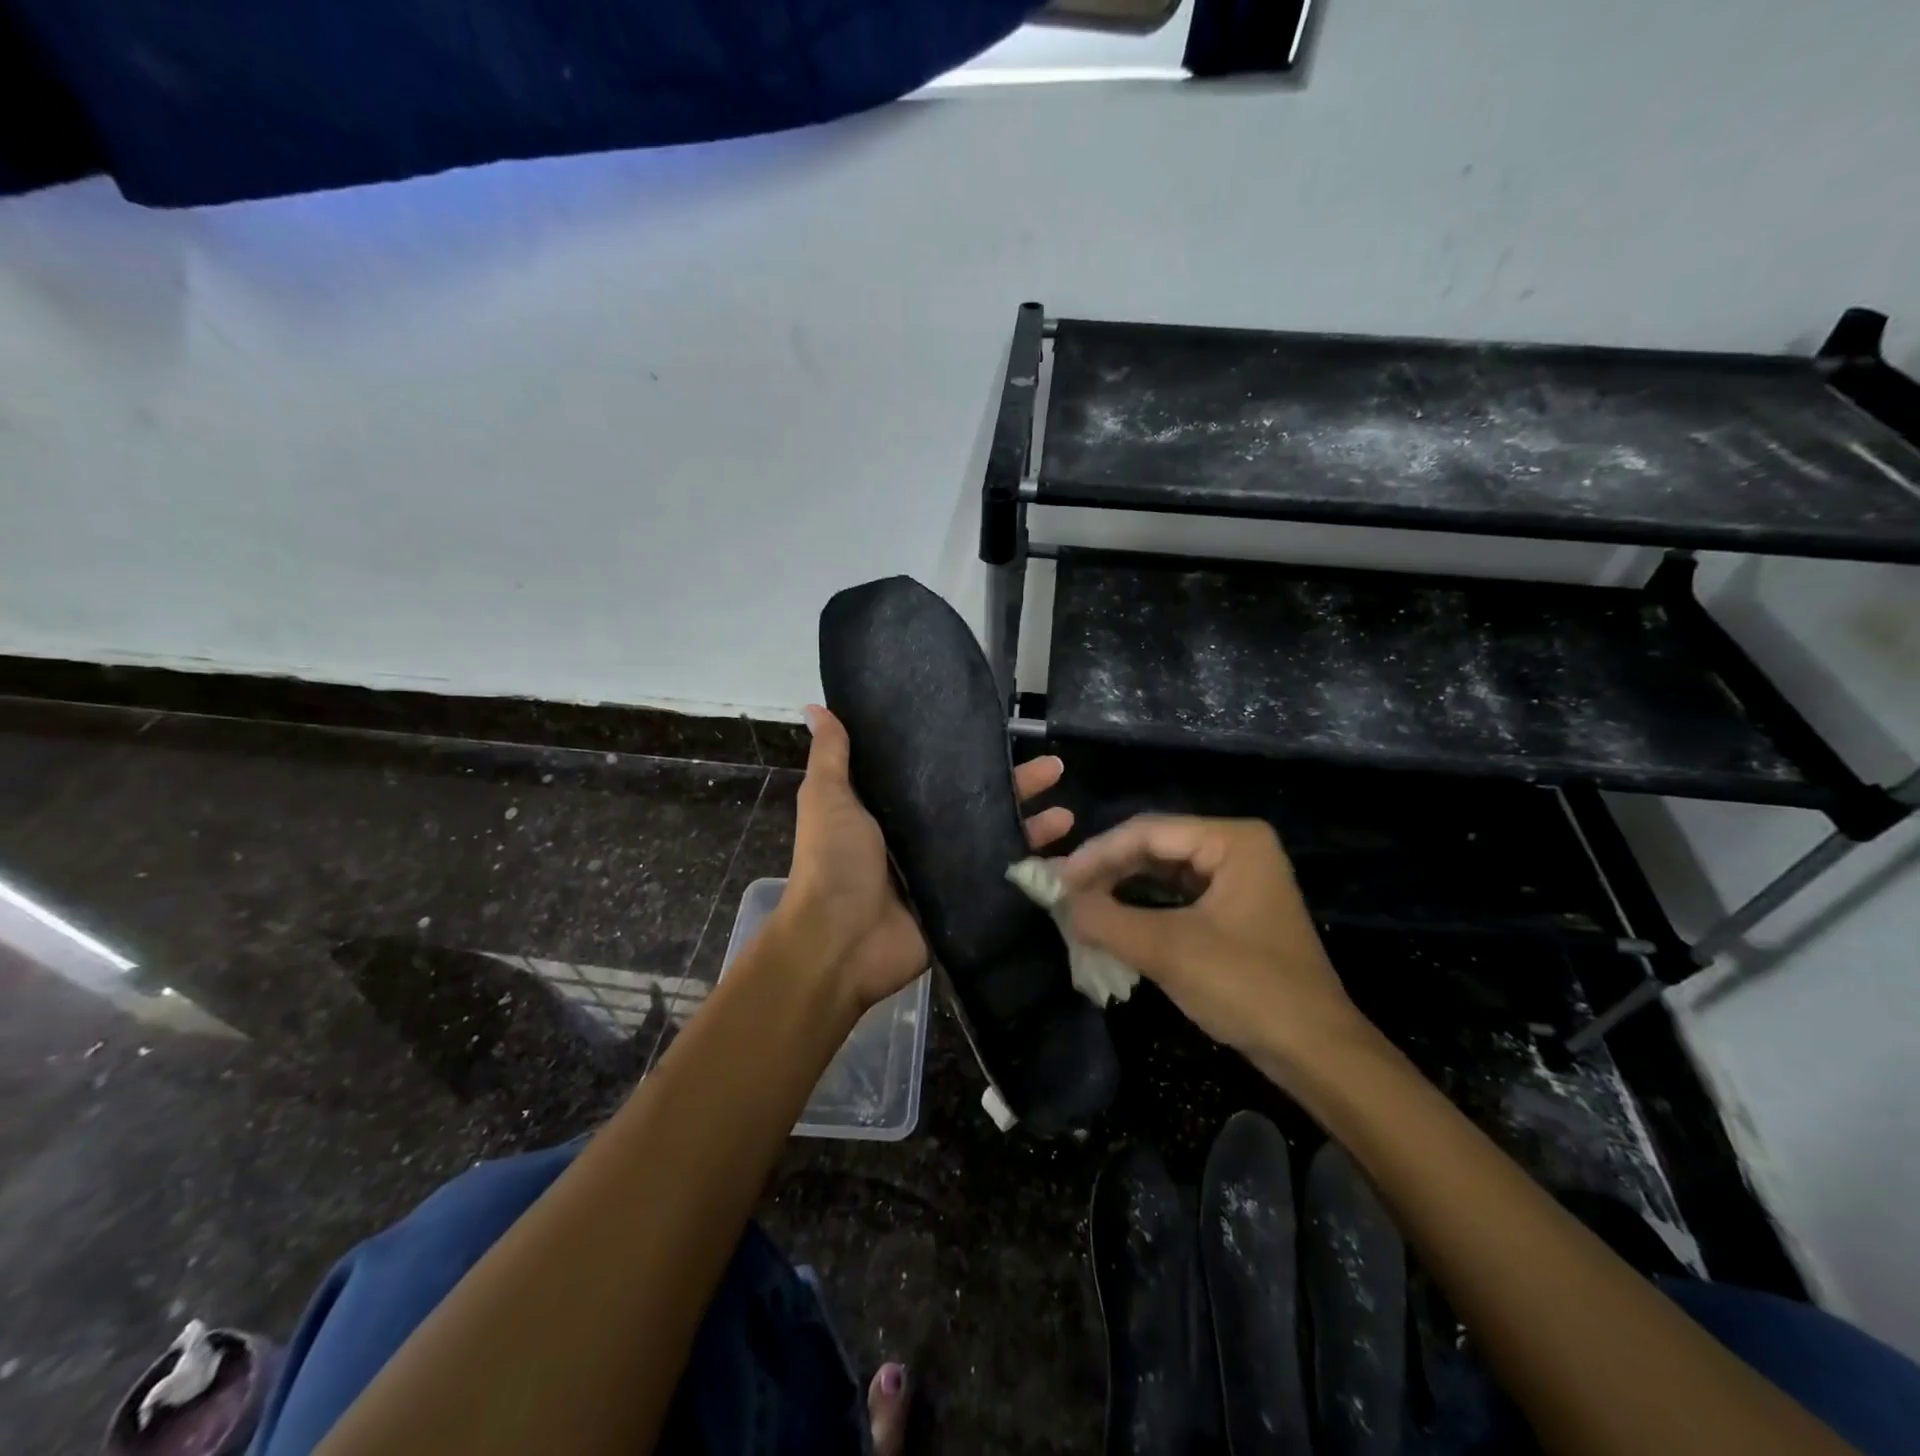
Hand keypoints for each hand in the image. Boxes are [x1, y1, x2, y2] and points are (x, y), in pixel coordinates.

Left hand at [778, 705, 1074, 1013]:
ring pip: (995, 837)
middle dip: (1015, 785)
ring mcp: (945, 870)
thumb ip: (832, 756)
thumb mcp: (828, 799)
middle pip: (976, 802)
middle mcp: (921, 835)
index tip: (997, 733)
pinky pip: (1000, 877)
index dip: (967, 755)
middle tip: (1054, 767)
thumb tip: (819, 707)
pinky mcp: (962, 901)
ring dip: (1032, 824)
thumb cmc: (834, 863)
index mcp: (890, 809)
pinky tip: (1065, 852)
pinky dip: (1031, 866)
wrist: (840, 943)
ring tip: (1068, 810)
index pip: (938, 773)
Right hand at [1055, 815, 1366, 1077]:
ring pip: (1164, 871)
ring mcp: (1238, 878)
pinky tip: (1114, 919)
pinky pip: (1178, 895)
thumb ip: (1108, 920)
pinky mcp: (1234, 909)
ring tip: (1080, 904)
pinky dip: (1143, 906)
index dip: (1097, 854)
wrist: (1316, 1052)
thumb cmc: (1248, 988)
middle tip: (1064, 893)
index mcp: (1233, 840)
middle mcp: (1237, 848)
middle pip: (1156, 846)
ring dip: (1122, 887)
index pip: (1149, 831)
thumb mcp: (1169, 951)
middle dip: (1108, 870)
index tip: (1056, 879)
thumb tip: (1059, 901)